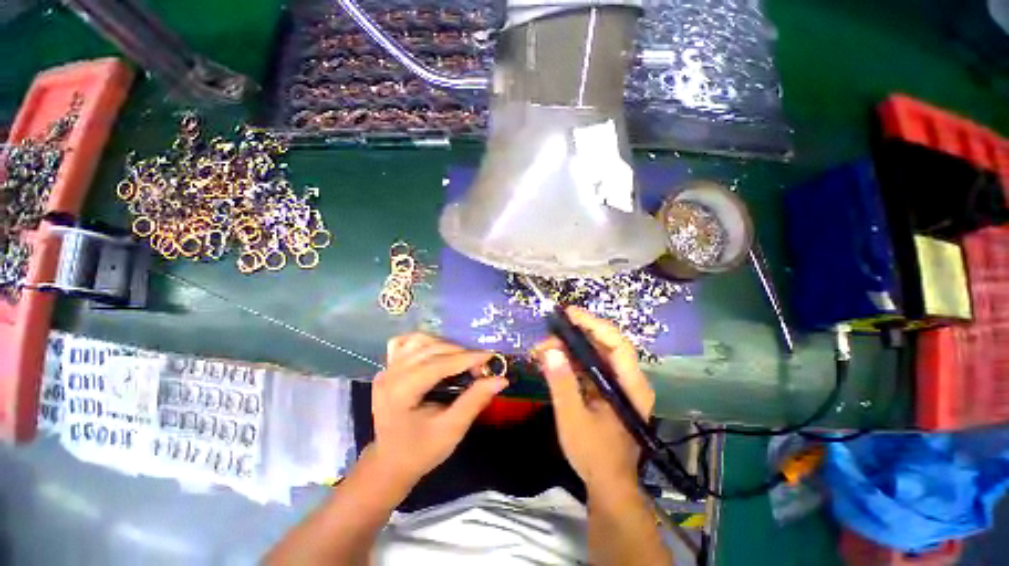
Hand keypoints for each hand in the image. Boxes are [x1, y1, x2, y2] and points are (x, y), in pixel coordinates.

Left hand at [368, 333, 508, 485]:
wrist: (388, 463)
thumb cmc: (420, 451)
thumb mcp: (450, 431)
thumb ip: (474, 401)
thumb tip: (500, 379)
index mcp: (401, 392)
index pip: (439, 364)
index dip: (467, 358)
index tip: (491, 356)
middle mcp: (390, 374)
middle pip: (431, 349)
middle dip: (460, 353)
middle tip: (480, 366)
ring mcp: (386, 369)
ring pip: (419, 341)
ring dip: (445, 345)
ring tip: (462, 359)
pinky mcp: (387, 368)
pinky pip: (405, 344)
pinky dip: (424, 343)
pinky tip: (436, 351)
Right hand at [534, 307, 654, 493]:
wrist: (607, 484)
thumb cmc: (594, 455)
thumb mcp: (573, 419)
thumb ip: (562, 384)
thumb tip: (550, 350)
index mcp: (630, 386)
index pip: (617, 344)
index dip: (594, 324)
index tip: (569, 314)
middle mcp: (628, 380)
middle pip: (604, 345)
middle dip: (574, 337)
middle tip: (546, 338)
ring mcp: (617, 384)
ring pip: (593, 354)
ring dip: (568, 349)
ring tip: (543, 350)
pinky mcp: (606, 389)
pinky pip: (588, 366)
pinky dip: (569, 361)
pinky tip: (551, 362)